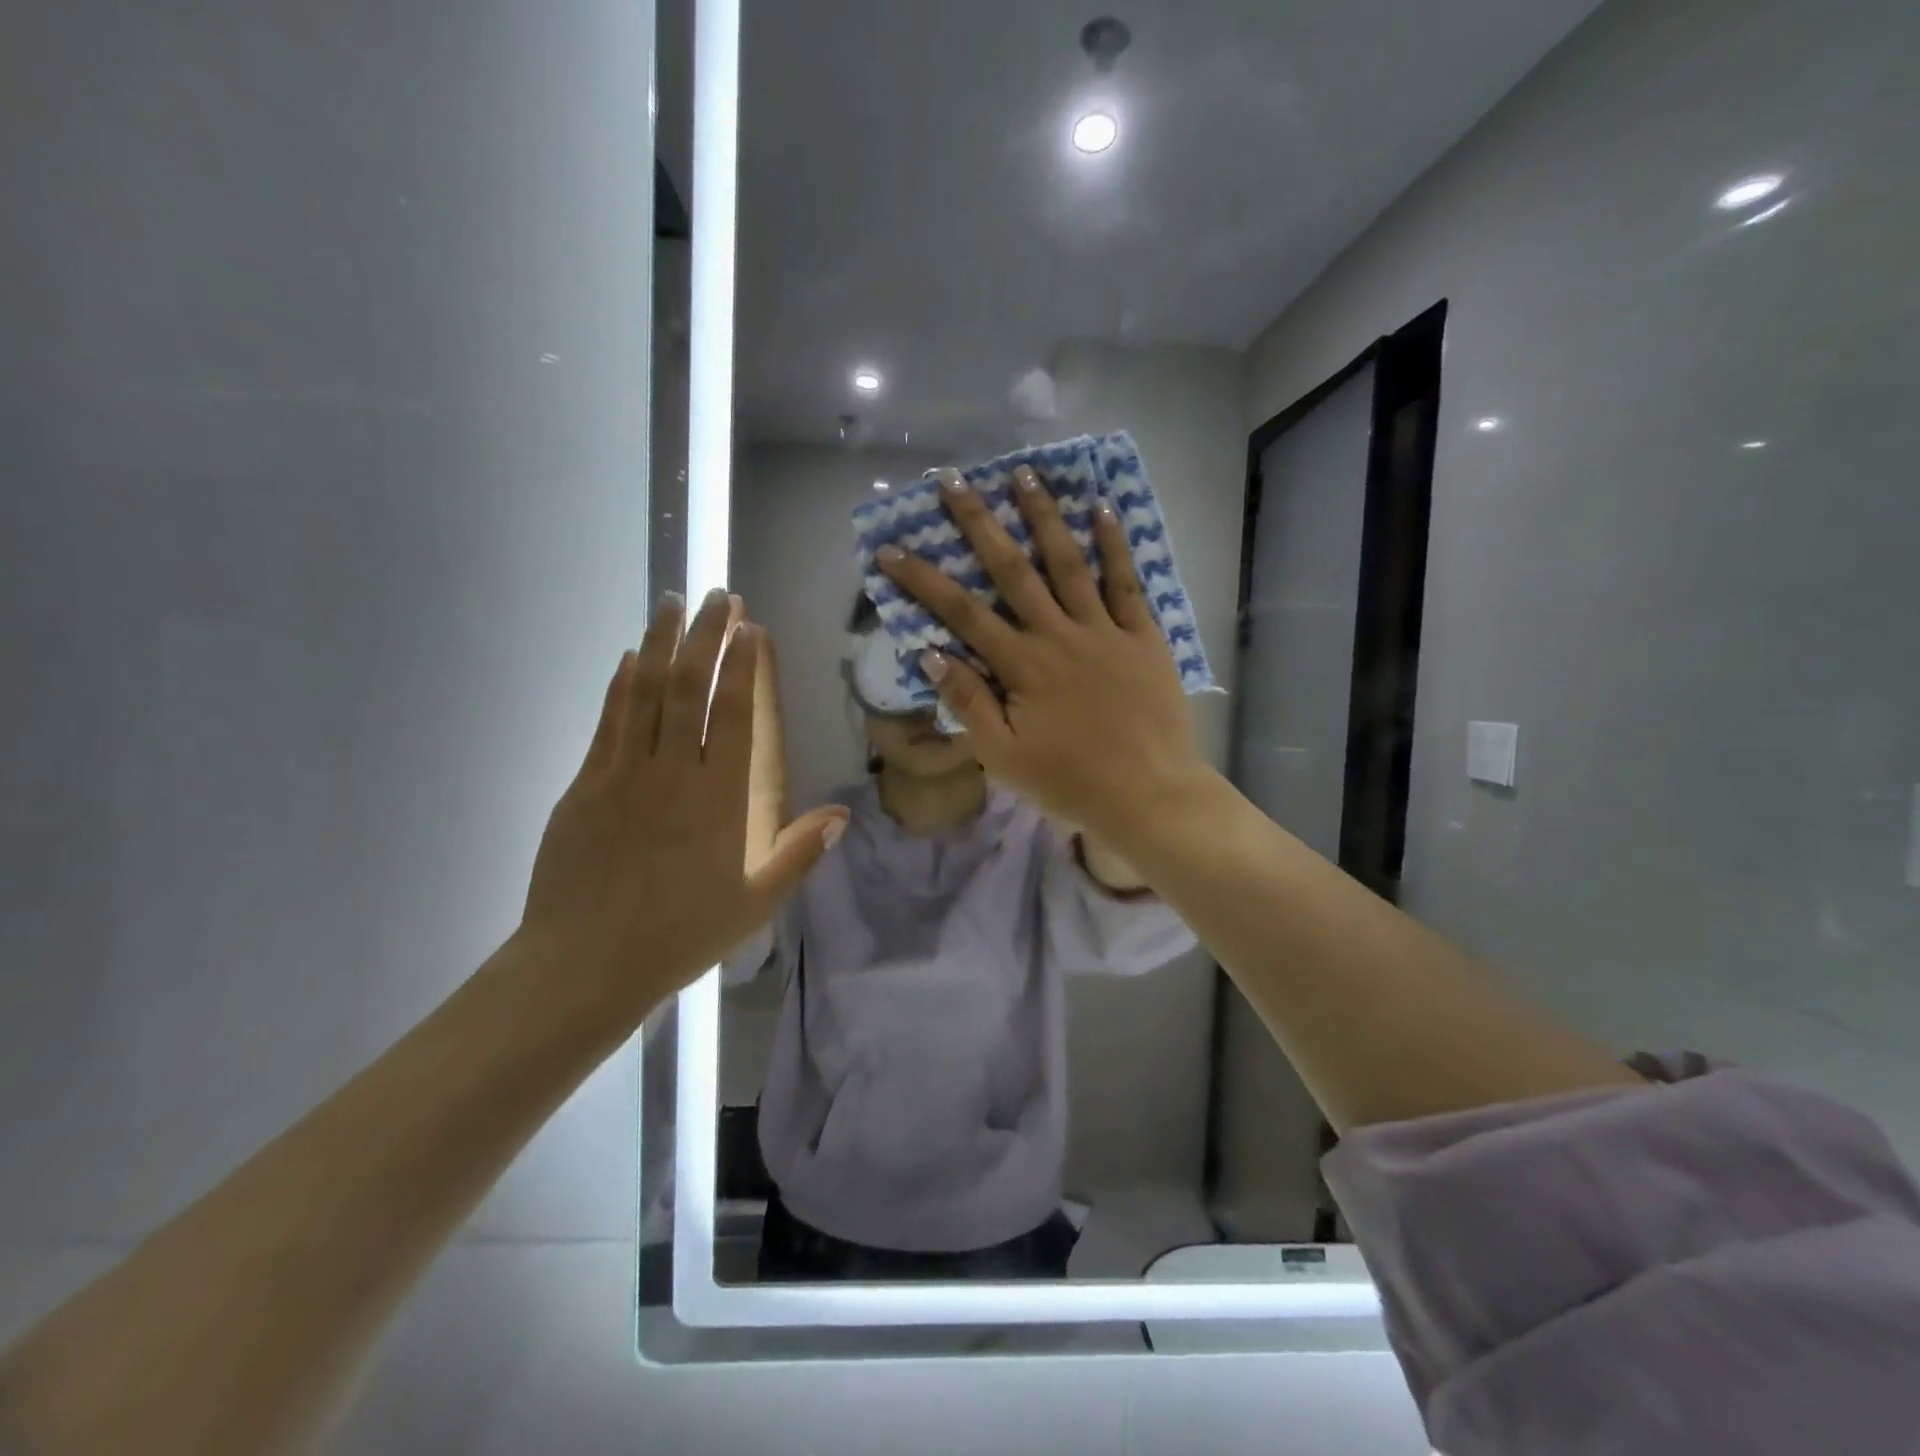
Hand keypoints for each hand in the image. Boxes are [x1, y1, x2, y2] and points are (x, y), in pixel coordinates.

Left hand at [517, 590, 847, 1016]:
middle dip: (704, 635)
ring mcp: (622, 774)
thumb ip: (798, 854)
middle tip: (716, 595)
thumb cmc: (679, 936)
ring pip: (645, 692)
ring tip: (672, 603)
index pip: (731, 713)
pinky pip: (608, 721)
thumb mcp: (754, 903)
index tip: (748, 626)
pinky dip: (621, 684)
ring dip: (661, 643)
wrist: (583, 965)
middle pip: (689, 687)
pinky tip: (630, 658)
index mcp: (718, 799)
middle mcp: (672, 773)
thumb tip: (841, 814)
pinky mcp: (585, 785)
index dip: (740, 664)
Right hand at [877, 465, 1209, 841]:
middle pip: (1011, 569)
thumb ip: (967, 701)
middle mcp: (1058, 634)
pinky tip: (1101, 508)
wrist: (1148, 794)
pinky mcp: (1143, 635)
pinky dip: (1114, 544)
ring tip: (1023, 473)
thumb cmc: (1070, 781)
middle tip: (953, 480)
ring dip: (1043, 515)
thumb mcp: (1003, 755)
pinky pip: (1126, 582)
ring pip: (1068, 562)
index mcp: (1021, 665)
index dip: (923, 580)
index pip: (962, 612)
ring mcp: (1104, 629)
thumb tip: (929, 651)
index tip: (891, 549)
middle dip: (978, 522)